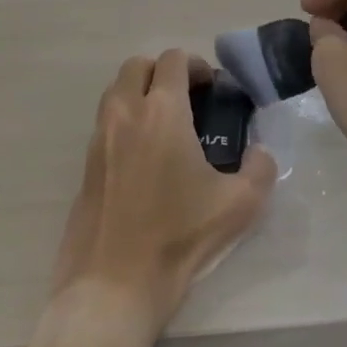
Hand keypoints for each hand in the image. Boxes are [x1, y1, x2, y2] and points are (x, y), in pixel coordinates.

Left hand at [51, 49, 276, 334]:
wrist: (112, 287)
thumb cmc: (177, 238)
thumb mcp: (238, 206)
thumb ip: (260, 169)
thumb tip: (260, 153)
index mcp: (162, 111)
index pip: (173, 60)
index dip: (196, 65)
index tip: (212, 88)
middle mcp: (125, 113)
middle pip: (138, 65)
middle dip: (163, 72)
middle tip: (187, 99)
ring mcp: (99, 138)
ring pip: (116, 91)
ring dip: (140, 93)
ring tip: (165, 126)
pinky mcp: (85, 165)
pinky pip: (105, 123)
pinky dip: (125, 122)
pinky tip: (144, 158)